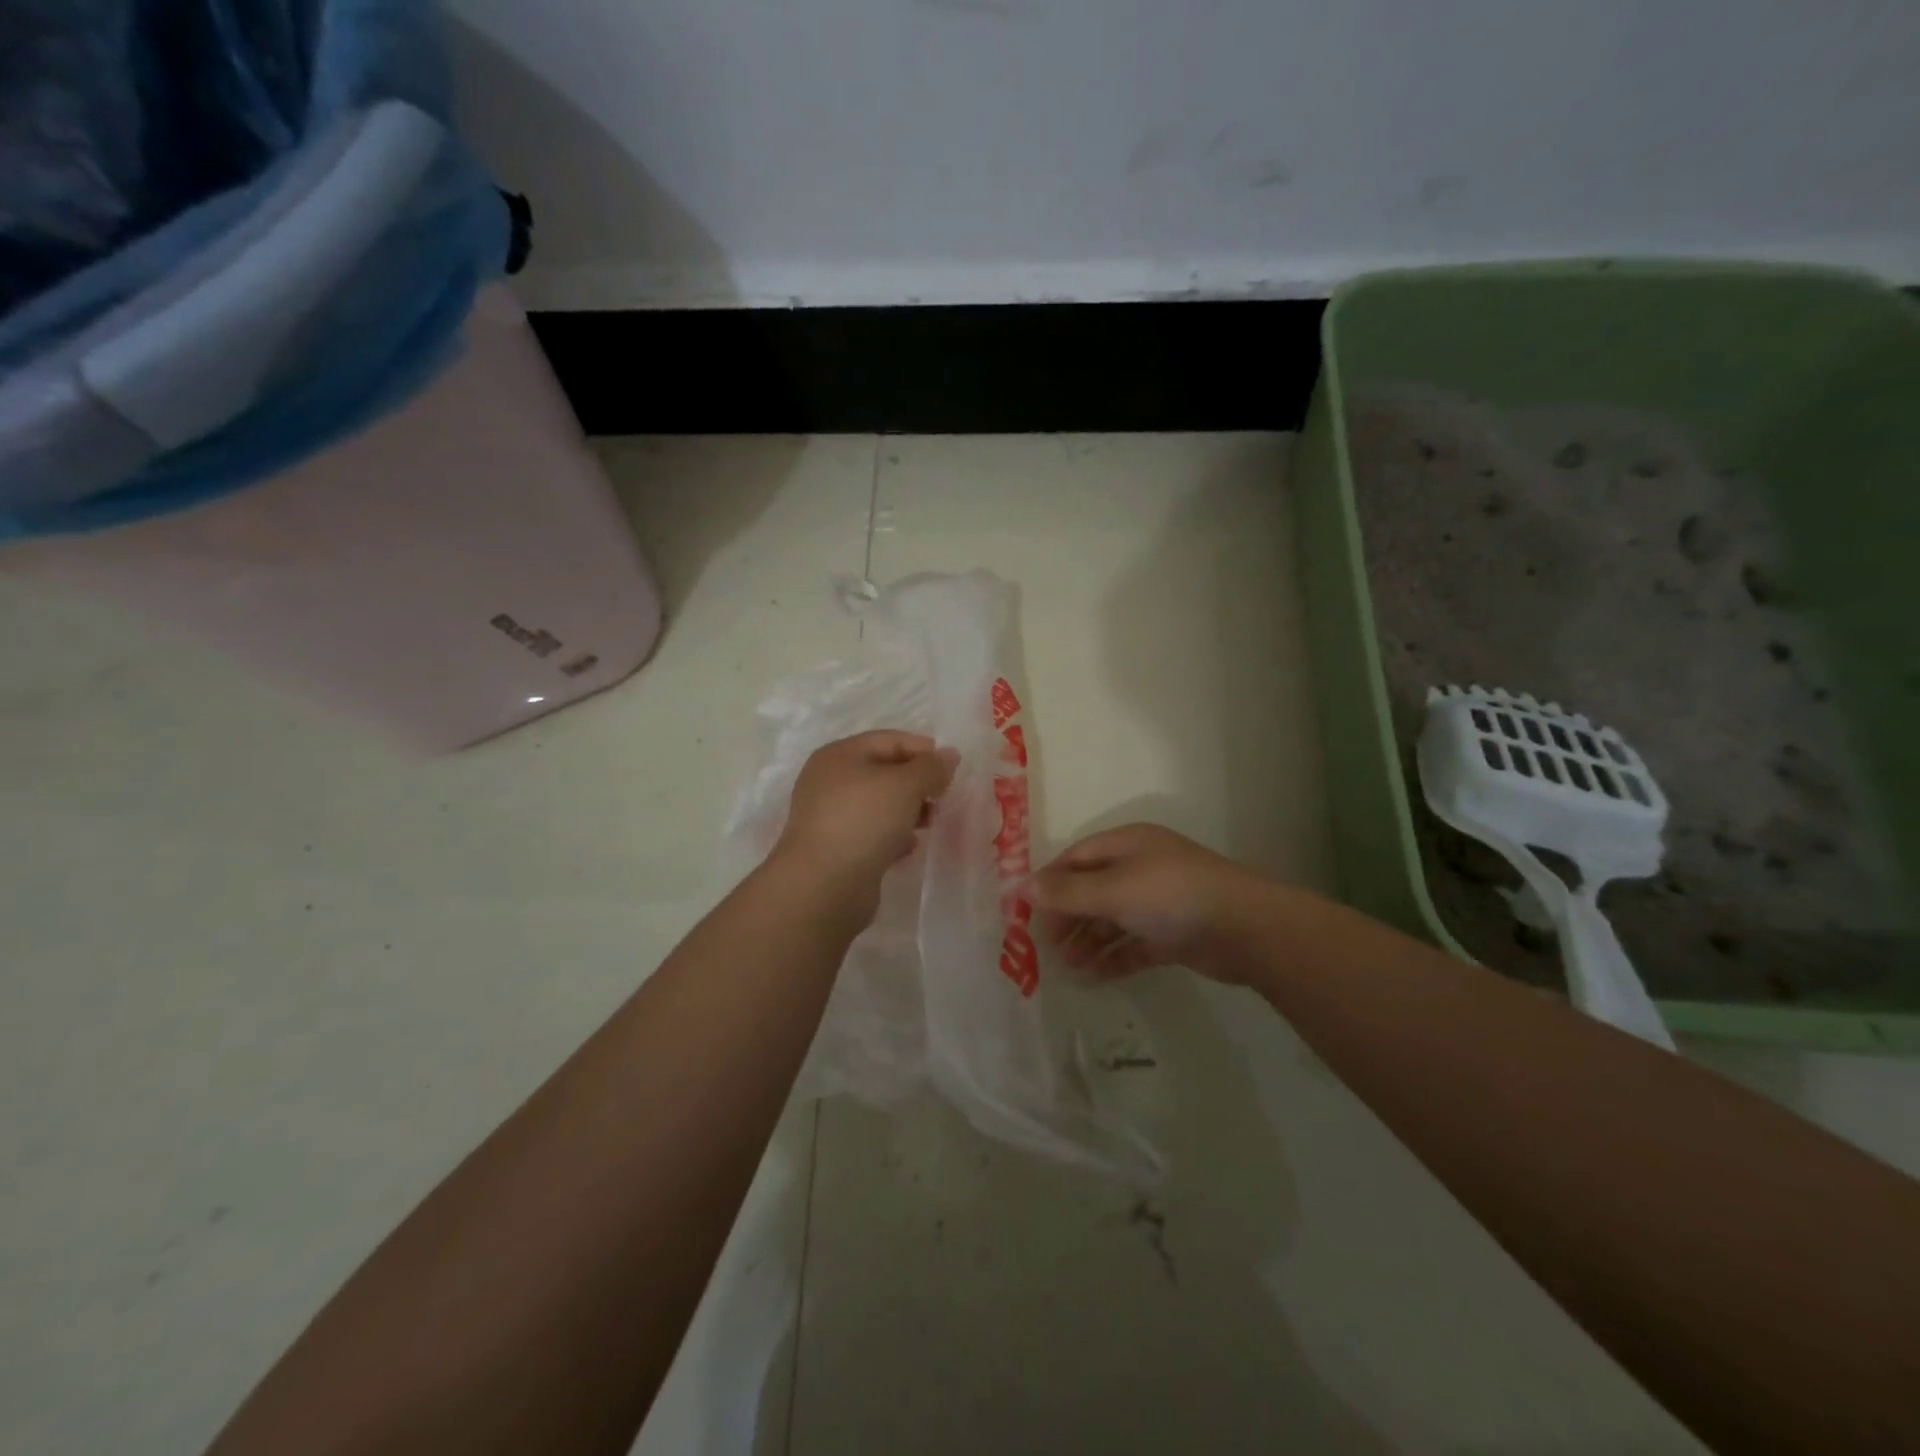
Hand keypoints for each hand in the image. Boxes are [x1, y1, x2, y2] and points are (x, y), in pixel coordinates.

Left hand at [773, 731, 959, 889]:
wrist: (824, 885)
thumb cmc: (864, 820)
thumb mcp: (905, 784)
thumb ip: (931, 767)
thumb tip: (949, 755)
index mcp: (840, 755)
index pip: (890, 740)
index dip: (924, 750)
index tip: (953, 769)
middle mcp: (830, 781)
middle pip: (884, 772)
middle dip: (918, 783)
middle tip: (944, 797)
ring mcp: (831, 816)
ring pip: (880, 805)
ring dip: (909, 811)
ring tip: (933, 823)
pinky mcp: (837, 848)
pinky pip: (873, 833)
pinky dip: (894, 836)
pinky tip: (910, 847)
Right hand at [1031, 823, 1263, 980]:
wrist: (1247, 928)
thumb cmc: (1172, 896)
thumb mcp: (1113, 890)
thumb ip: (1068, 892)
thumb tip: (1023, 886)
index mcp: (1128, 845)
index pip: (1077, 858)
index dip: (1050, 881)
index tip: (1026, 910)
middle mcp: (1142, 868)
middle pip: (1093, 889)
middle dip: (1068, 916)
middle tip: (1045, 946)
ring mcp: (1160, 901)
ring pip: (1113, 919)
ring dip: (1089, 941)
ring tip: (1068, 967)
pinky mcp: (1175, 933)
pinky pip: (1135, 943)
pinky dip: (1115, 957)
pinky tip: (1095, 976)